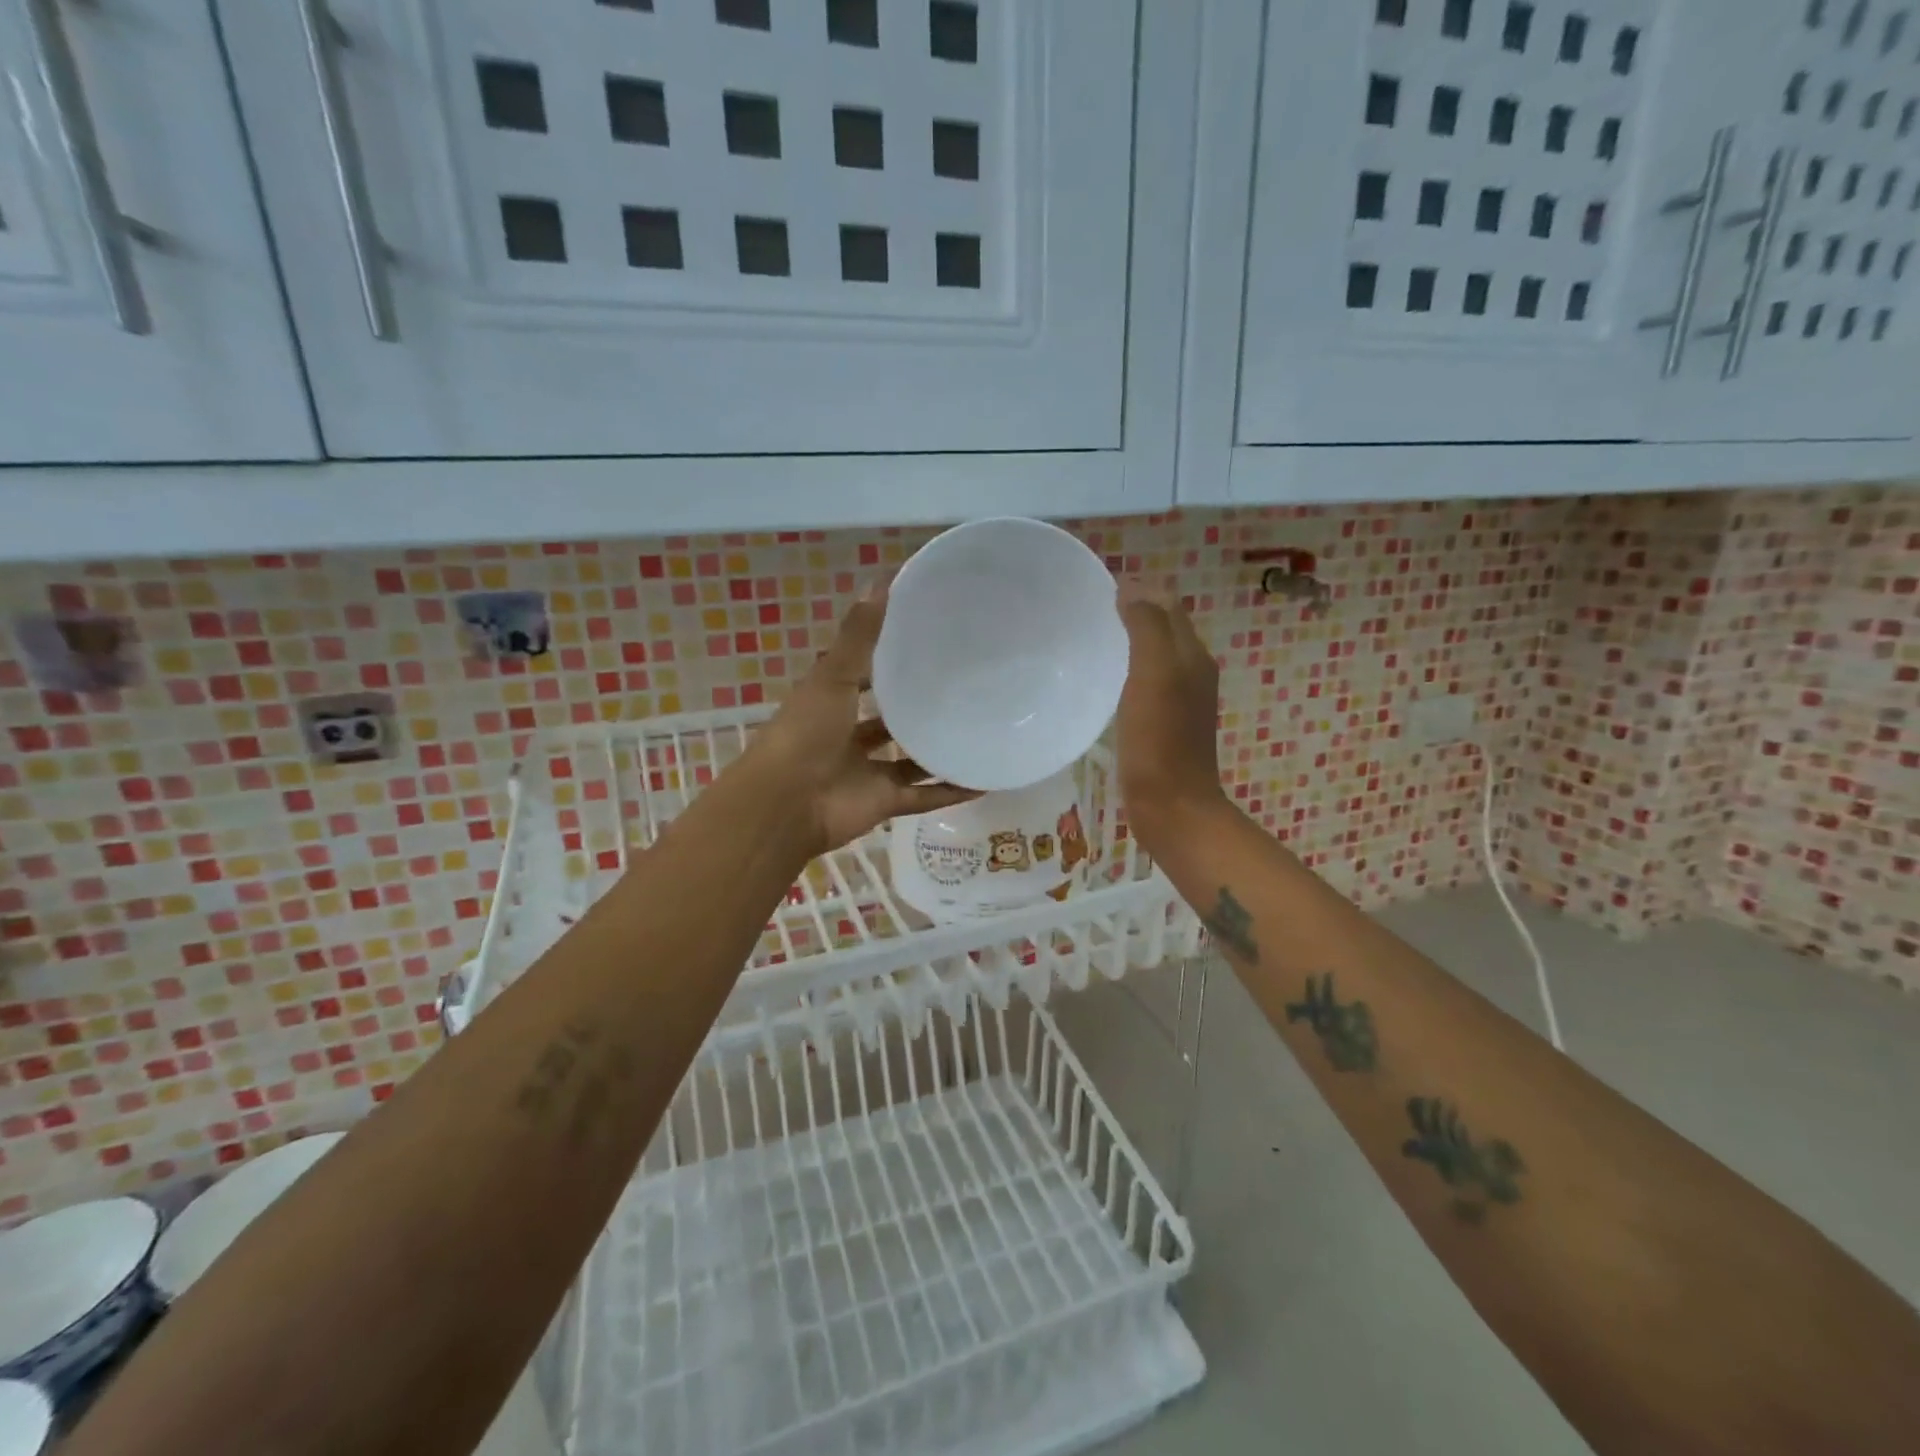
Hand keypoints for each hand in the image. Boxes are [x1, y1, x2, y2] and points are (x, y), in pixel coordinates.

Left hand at [750, 582, 978, 857]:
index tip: (925, 641)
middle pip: (888, 720)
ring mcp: (867, 773)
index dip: (887, 661)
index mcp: (830, 703)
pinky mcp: (884, 803)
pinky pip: (924, 797)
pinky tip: (984, 780)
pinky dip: (950, 792)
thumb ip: (858, 637)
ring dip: (937, 750)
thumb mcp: (831, 678)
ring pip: (909, 761)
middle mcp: (848, 736)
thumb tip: (881, 580)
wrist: (786, 806)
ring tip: (979, 729)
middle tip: (963, 686)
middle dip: (916, 708)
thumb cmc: (804, 734)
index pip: (862, 677)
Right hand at [1115, 585, 1226, 848]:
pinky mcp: (1165, 725)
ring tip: (1091, 642)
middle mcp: (1192, 672)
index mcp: (1192, 655)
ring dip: (1129, 643)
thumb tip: (1132, 588)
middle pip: (1164, 629)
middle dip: (1133, 613)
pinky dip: (1128, 673)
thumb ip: (1147, 628)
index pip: (1167, 605)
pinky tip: (1103, 684)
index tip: (1096, 593)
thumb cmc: (1160, 741)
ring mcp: (1181, 701)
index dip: (1138, 591)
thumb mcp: (1154, 675)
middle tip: (1088, 614)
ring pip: (1155, 656)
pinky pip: (1146, 684)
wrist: (1172, 807)